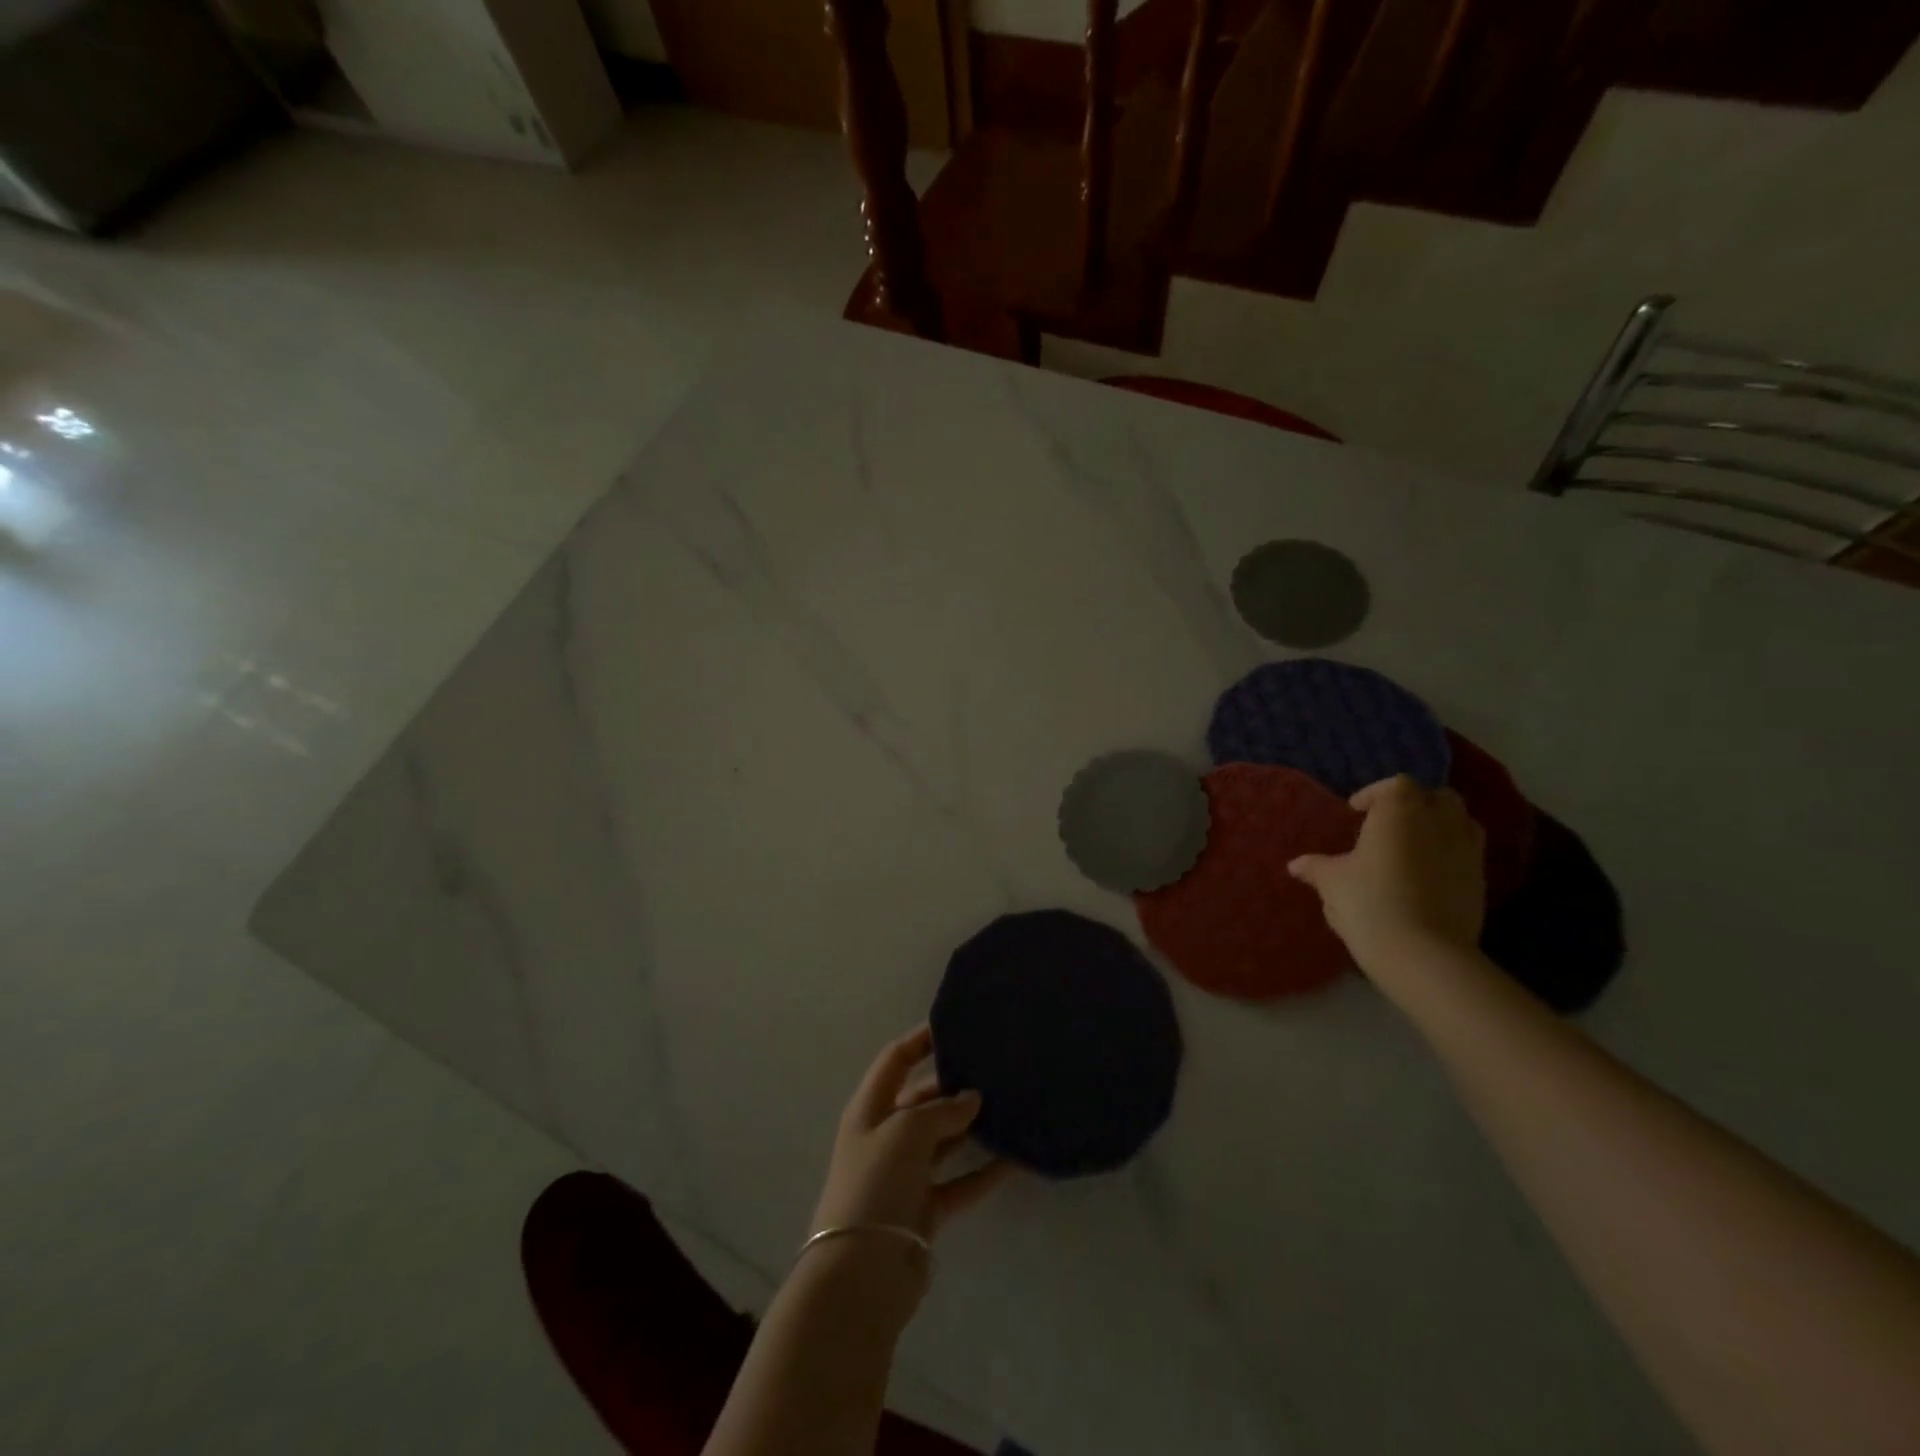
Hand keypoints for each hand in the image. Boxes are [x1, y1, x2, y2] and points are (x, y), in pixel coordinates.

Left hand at [811, 1026, 1014, 1245]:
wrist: (859, 1275)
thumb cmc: (875, 1184)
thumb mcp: (905, 1132)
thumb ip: (941, 1110)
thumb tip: (972, 1099)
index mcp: (870, 1109)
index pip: (895, 1060)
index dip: (921, 1040)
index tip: (956, 1025)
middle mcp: (886, 1136)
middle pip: (923, 1099)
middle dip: (954, 1084)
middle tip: (995, 1067)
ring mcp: (906, 1174)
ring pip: (945, 1139)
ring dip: (973, 1125)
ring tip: (1011, 1104)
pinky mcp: (926, 1208)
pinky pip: (961, 1181)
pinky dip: (985, 1171)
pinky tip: (1016, 1158)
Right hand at [1288, 774, 1486, 976]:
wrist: (1423, 955)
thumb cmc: (1369, 904)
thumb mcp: (1332, 884)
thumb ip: (1316, 868)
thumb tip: (1296, 865)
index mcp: (1400, 812)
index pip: (1395, 785)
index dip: (1374, 795)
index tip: (1356, 813)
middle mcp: (1439, 821)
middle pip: (1436, 797)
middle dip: (1414, 805)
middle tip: (1387, 827)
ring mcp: (1467, 850)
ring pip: (1460, 822)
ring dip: (1438, 826)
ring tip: (1412, 848)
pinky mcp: (1482, 881)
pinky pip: (1467, 853)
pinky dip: (1450, 855)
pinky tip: (1427, 877)